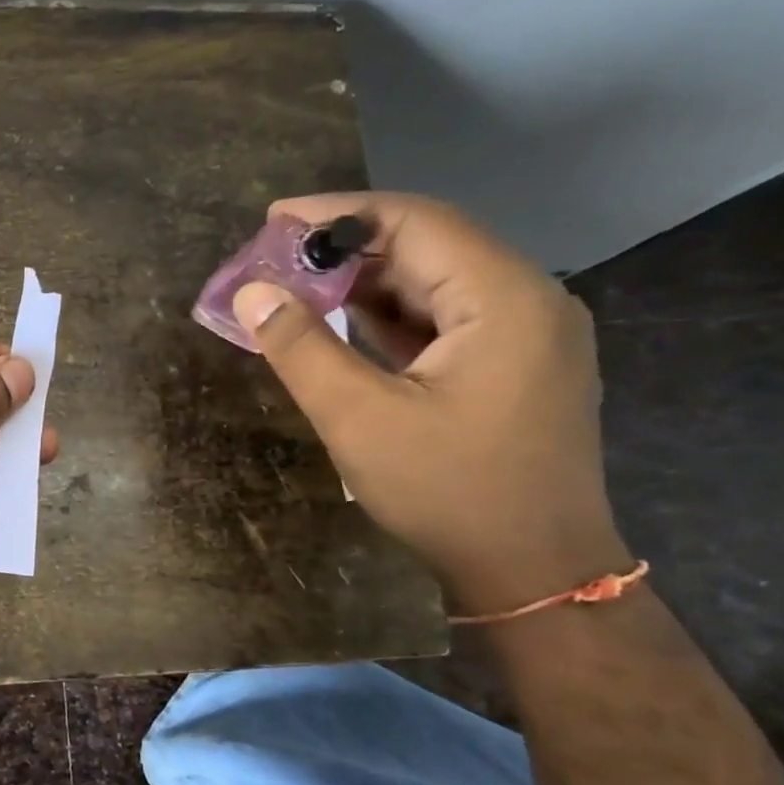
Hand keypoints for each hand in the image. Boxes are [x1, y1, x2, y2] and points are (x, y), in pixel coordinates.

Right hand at [230, 192, 632, 614]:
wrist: (532, 570)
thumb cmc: (447, 492)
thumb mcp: (359, 419)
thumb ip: (301, 349)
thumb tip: (251, 293)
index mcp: (502, 299)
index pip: (415, 222)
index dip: (338, 213)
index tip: (272, 220)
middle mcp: (525, 301)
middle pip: (427, 247)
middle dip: (345, 250)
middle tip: (272, 261)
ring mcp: (524, 336)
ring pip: (434, 285)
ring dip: (363, 284)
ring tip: (294, 290)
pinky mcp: (511, 367)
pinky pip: (443, 321)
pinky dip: (388, 317)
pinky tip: (340, 326)